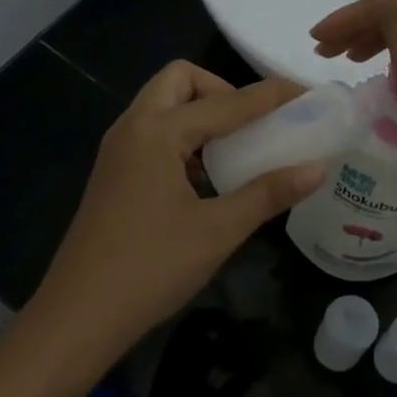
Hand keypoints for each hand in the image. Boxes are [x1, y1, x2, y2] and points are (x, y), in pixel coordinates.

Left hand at [30, 62, 326, 366]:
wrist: (79, 315)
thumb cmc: (151, 268)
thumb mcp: (218, 230)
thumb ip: (268, 194)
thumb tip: (317, 169)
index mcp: (156, 132)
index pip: (227, 101)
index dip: (270, 96)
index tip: (306, 96)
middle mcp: (132, 128)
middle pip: (179, 81)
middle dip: (221, 91)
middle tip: (252, 125)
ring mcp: (117, 151)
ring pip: (162, 106)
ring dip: (200, 114)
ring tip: (234, 150)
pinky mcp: (113, 174)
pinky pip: (152, 134)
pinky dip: (182, 138)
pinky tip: (204, 178)